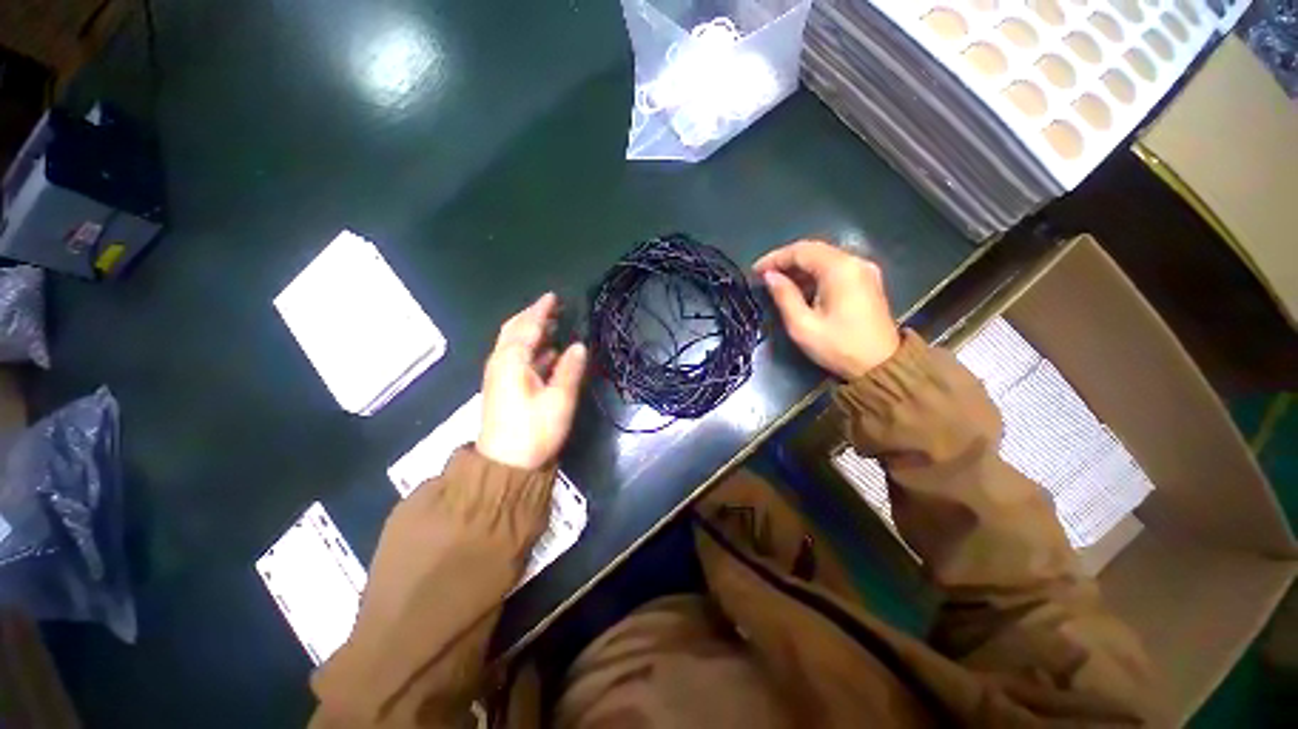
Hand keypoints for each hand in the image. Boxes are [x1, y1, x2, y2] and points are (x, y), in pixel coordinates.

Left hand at [478, 292, 586, 469]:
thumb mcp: (559, 399)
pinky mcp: (503, 387)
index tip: (553, 296)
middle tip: (553, 307)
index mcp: (512, 361)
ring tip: (553, 324)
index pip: (527, 326)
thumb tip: (579, 345)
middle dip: (532, 316)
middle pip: (514, 330)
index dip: (541, 310)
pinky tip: (547, 352)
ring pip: (514, 343)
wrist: (506, 466)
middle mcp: (501, 363)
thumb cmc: (534, 430)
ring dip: (532, 331)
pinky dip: (531, 349)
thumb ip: (569, 369)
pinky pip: (516, 357)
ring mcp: (500, 375)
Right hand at [754, 240, 899, 379]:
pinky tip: (800, 288)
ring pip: (824, 258)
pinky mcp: (867, 281)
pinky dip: (814, 274)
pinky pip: (835, 267)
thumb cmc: (838, 347)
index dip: (774, 258)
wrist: (882, 366)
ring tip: (778, 283)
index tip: (755, 271)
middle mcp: (855, 261)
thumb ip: (784, 296)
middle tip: (764, 275)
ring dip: (799, 267)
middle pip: (814, 250)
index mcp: (839, 269)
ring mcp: (864, 270)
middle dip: (785, 260)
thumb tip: (770, 276)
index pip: (801, 251)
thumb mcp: (803, 325)